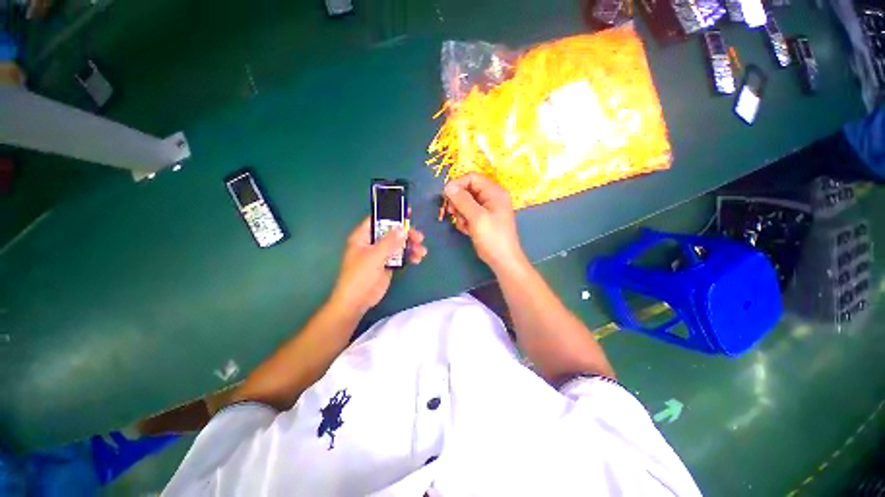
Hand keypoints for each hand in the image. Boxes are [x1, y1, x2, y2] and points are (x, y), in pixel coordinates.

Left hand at [330, 216, 427, 312]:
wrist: (357, 301)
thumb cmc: (360, 275)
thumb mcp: (374, 256)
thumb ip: (389, 242)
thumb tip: (403, 229)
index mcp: (363, 237)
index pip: (377, 220)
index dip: (392, 214)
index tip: (407, 212)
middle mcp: (372, 243)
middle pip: (392, 232)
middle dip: (407, 234)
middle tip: (419, 237)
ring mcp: (380, 254)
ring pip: (398, 244)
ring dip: (411, 246)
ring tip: (422, 252)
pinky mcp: (387, 264)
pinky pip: (400, 256)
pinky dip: (409, 256)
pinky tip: (417, 259)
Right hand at [444, 172, 526, 272]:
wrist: (502, 259)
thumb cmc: (492, 237)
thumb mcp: (476, 217)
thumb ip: (462, 200)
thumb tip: (448, 186)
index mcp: (494, 192)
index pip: (472, 178)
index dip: (457, 184)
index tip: (446, 196)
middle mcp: (491, 197)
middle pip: (468, 189)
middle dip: (458, 201)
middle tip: (452, 212)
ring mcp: (487, 208)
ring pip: (466, 202)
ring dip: (460, 213)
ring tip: (464, 224)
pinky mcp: (483, 218)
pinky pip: (468, 213)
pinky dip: (464, 220)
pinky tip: (467, 230)